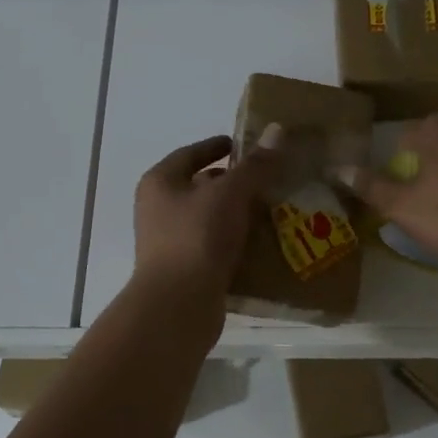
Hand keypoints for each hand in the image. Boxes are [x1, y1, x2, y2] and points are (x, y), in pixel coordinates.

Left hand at [133, 133, 278, 295]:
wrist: (178, 306)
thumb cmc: (197, 237)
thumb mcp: (230, 194)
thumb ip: (255, 165)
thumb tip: (278, 131)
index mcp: (159, 183)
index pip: (190, 154)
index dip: (216, 147)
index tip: (243, 145)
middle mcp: (158, 210)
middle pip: (199, 187)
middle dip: (233, 182)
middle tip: (268, 178)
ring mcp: (169, 242)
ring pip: (209, 218)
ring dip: (237, 214)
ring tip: (273, 208)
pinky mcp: (185, 271)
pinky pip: (214, 246)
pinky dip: (236, 242)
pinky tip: (263, 242)